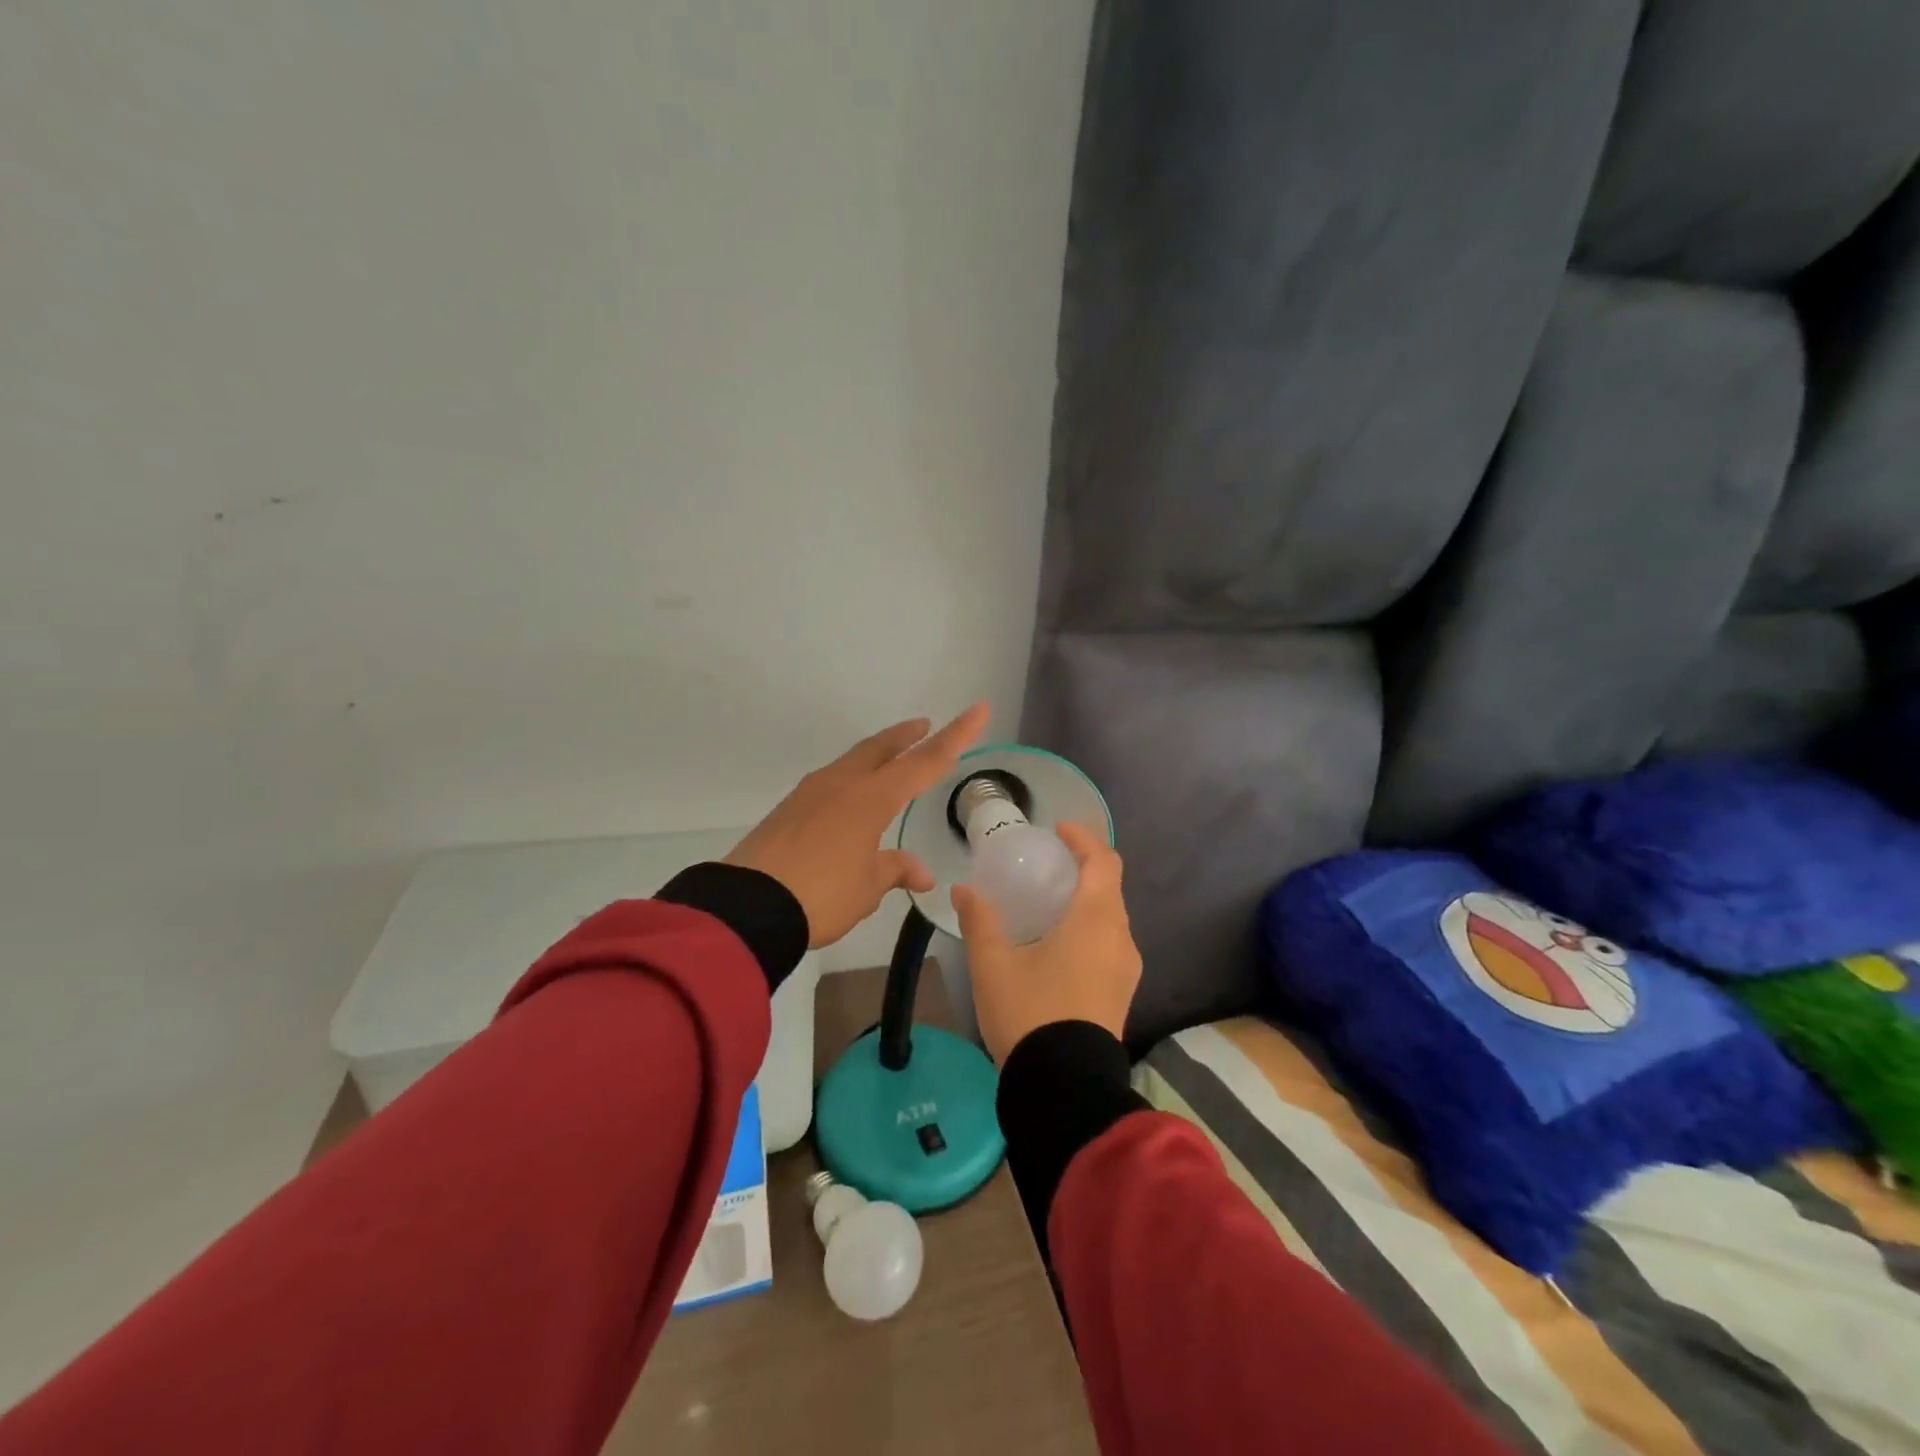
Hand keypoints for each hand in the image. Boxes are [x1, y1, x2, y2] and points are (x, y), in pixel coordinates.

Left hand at [726, 703, 990, 948]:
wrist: (748, 905)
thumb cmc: (822, 894)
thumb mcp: (867, 887)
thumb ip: (894, 870)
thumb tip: (919, 873)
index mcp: (871, 798)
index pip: (925, 761)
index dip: (956, 736)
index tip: (979, 708)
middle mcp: (842, 784)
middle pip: (881, 748)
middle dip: (906, 736)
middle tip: (924, 726)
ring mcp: (810, 793)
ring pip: (851, 762)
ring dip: (875, 756)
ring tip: (888, 762)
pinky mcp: (788, 809)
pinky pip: (829, 783)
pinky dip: (850, 780)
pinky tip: (848, 800)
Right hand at [952, 821, 1142, 1062]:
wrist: (1065, 1088)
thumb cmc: (1030, 1013)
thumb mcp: (994, 964)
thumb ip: (980, 921)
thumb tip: (964, 889)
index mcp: (1095, 920)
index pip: (1103, 861)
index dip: (1084, 839)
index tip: (1058, 831)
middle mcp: (1120, 938)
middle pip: (1110, 888)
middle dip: (1083, 869)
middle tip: (1047, 867)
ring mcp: (1126, 969)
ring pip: (1111, 918)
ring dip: (1087, 901)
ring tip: (1049, 905)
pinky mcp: (1122, 994)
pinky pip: (1111, 944)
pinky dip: (1090, 929)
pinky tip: (1059, 946)